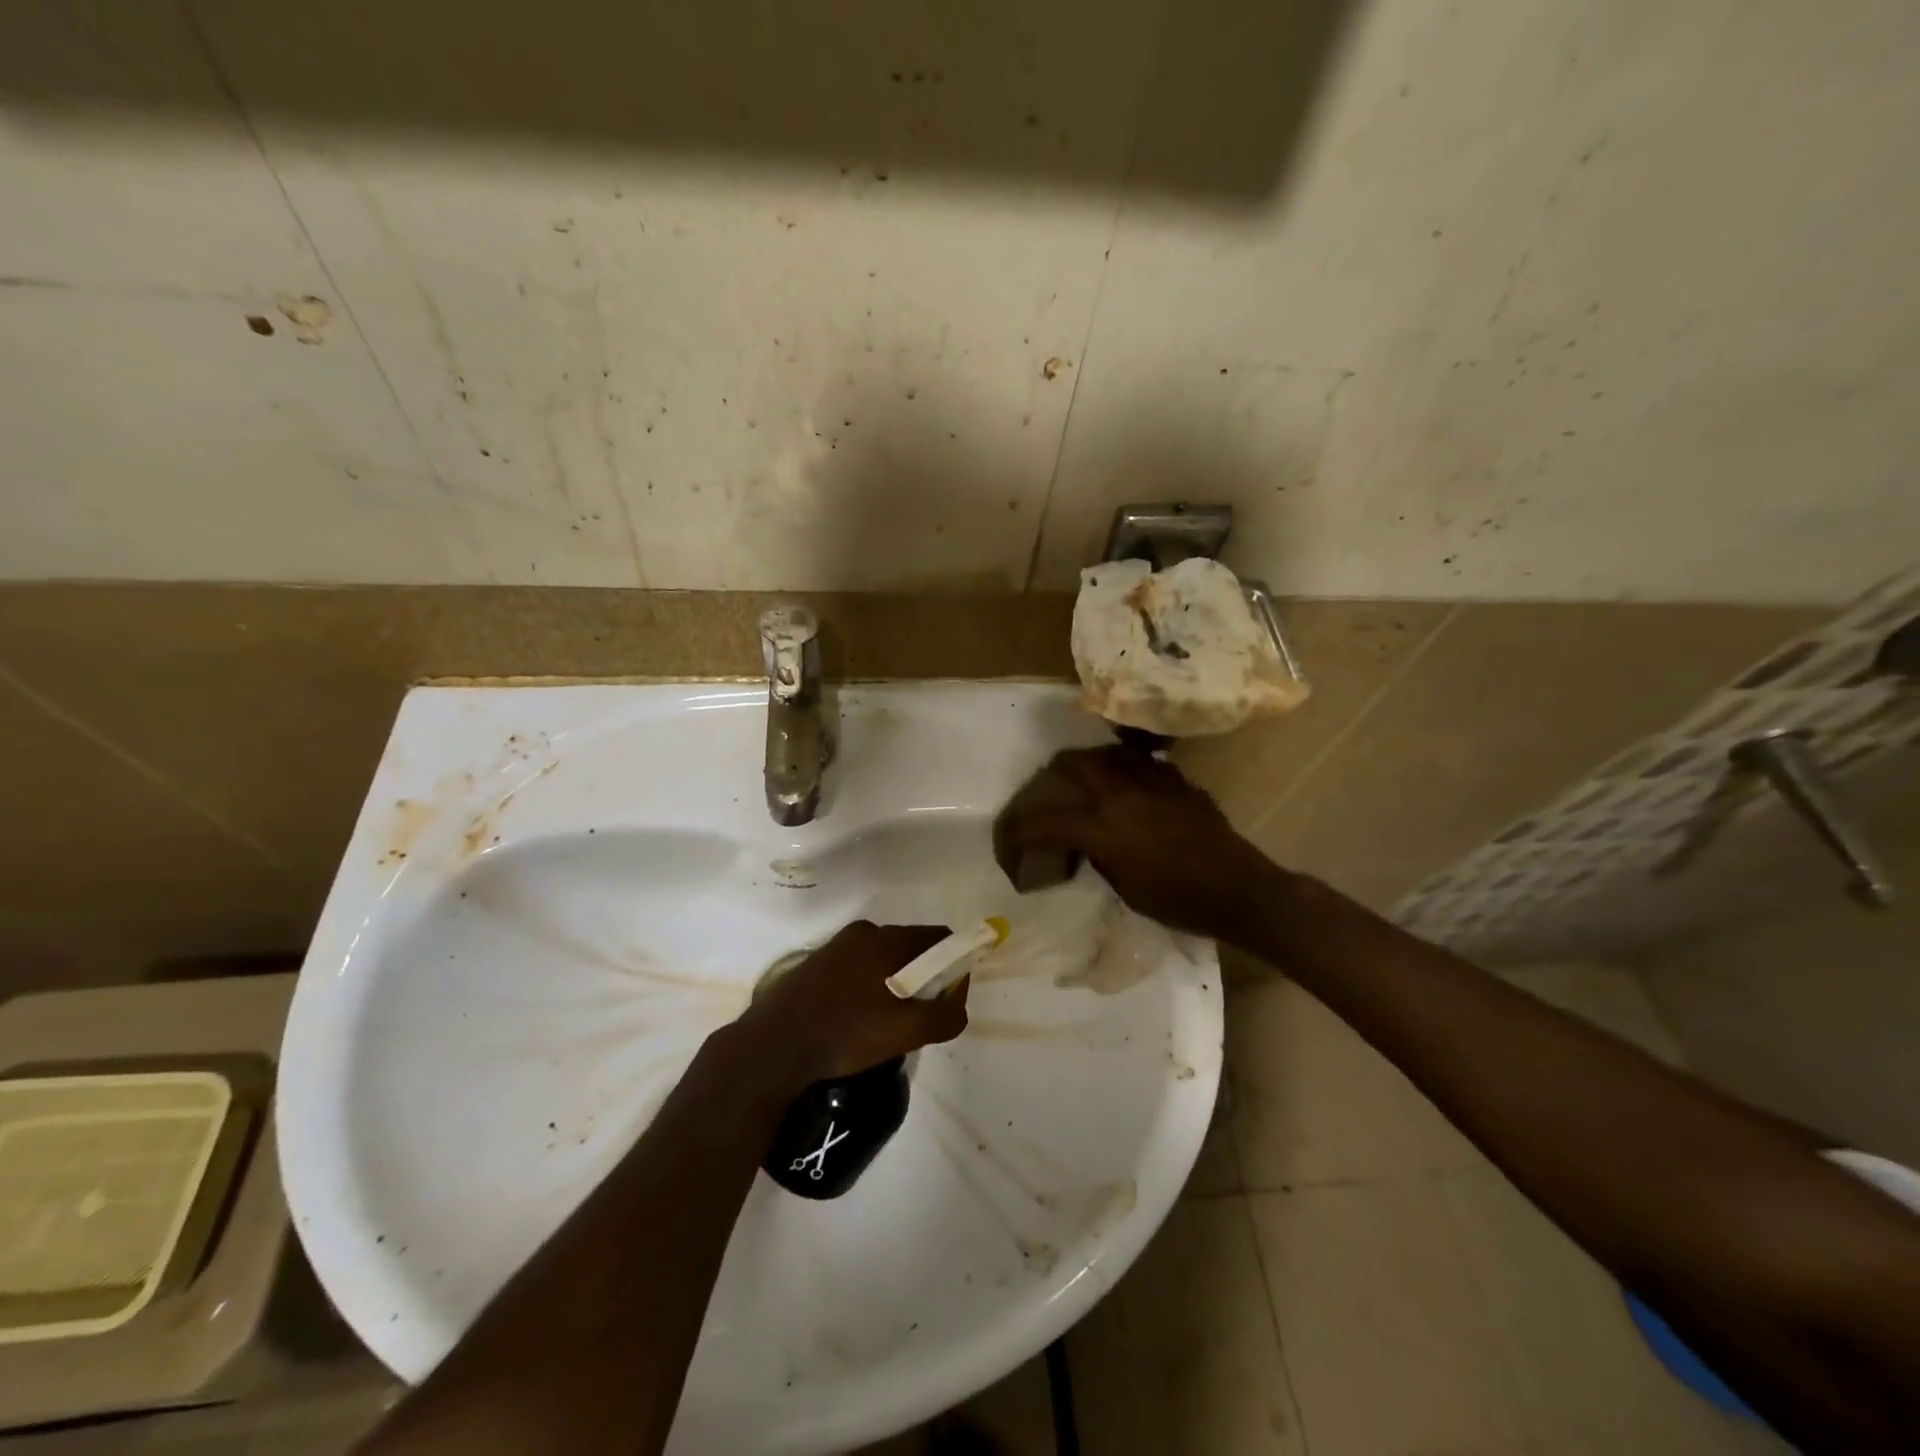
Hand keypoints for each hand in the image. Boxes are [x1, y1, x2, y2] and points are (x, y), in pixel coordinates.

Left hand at [738, 920, 969, 1084]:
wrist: (774, 1046)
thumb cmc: (847, 1031)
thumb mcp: (907, 1031)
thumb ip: (945, 1015)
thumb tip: (958, 1003)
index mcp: (887, 938)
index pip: (938, 938)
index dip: (953, 964)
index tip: (950, 997)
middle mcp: (862, 933)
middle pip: (909, 949)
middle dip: (923, 978)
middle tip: (921, 1016)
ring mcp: (834, 948)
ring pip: (880, 961)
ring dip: (893, 985)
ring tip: (888, 1025)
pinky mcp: (813, 966)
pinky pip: (855, 971)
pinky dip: (866, 990)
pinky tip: (857, 1022)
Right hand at [992, 746, 1283, 938]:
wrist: (1237, 889)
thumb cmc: (1177, 900)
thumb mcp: (1123, 885)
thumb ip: (1097, 853)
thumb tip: (1086, 840)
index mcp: (1099, 825)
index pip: (1043, 820)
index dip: (1018, 831)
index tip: (1010, 843)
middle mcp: (1118, 792)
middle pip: (1070, 765)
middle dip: (1050, 778)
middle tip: (1046, 793)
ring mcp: (1149, 780)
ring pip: (1104, 754)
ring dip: (1085, 764)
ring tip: (1082, 780)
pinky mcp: (1174, 780)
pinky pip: (1138, 762)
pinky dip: (1122, 768)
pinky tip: (1125, 785)